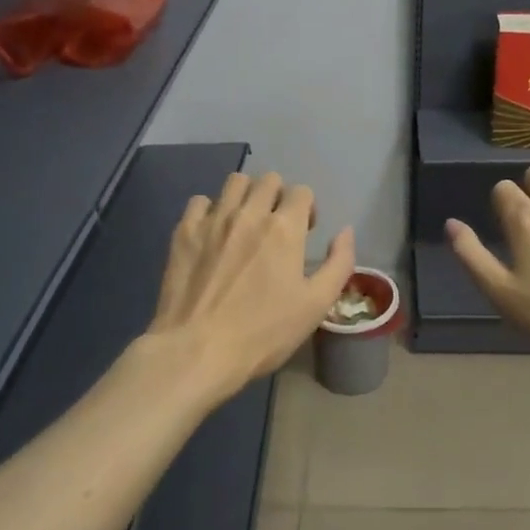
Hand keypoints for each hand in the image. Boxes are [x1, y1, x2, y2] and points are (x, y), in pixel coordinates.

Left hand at [150, 171, 355, 402]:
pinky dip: (211, 209)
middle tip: (276, 226)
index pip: (301, 191)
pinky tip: (213, 232)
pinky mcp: (184, 232)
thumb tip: (345, 231)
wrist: (197, 350)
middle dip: (278, 196)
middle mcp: (249, 213)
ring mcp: (213, 220)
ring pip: (235, 181)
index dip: (308, 208)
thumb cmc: (264, 332)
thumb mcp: (316, 304)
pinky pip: (200, 200)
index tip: (305, 232)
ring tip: (245, 222)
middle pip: (269, 179)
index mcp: (285, 228)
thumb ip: (339, 263)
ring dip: (246, 195)